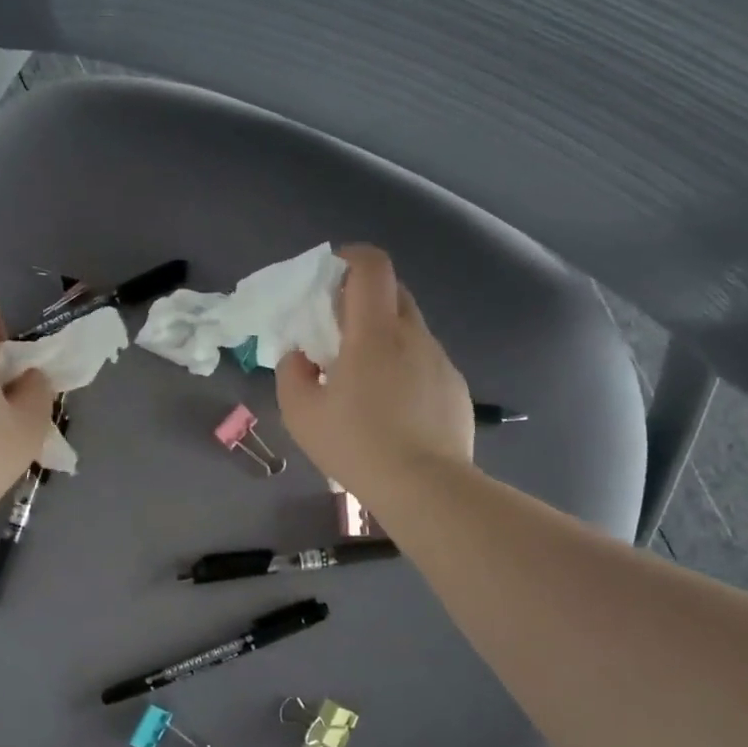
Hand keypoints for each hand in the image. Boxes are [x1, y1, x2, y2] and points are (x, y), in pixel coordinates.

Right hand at [275, 245, 473, 500]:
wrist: (426, 488)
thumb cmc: (357, 445)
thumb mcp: (301, 414)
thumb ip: (291, 373)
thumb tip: (301, 356)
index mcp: (375, 333)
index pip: (372, 266)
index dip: (351, 258)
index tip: (331, 275)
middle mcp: (414, 336)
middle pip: (394, 292)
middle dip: (364, 298)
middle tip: (339, 332)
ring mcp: (441, 361)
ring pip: (410, 330)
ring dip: (385, 337)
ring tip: (366, 379)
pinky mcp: (456, 388)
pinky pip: (426, 362)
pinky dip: (406, 367)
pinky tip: (395, 409)